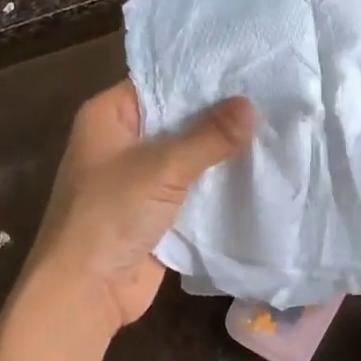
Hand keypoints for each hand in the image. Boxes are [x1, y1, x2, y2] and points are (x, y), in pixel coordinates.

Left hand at [27, 82, 255, 335]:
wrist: (85, 292)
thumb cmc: (109, 216)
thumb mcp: (161, 169)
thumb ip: (208, 137)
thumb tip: (251, 106)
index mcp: (108, 117)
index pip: (160, 82)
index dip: (202, 76)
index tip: (249, 67)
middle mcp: (122, 142)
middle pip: (177, 119)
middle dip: (220, 115)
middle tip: (273, 96)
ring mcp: (139, 179)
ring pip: (188, 156)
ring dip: (222, 152)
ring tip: (275, 128)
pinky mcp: (156, 212)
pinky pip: (192, 189)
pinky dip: (218, 184)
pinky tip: (259, 171)